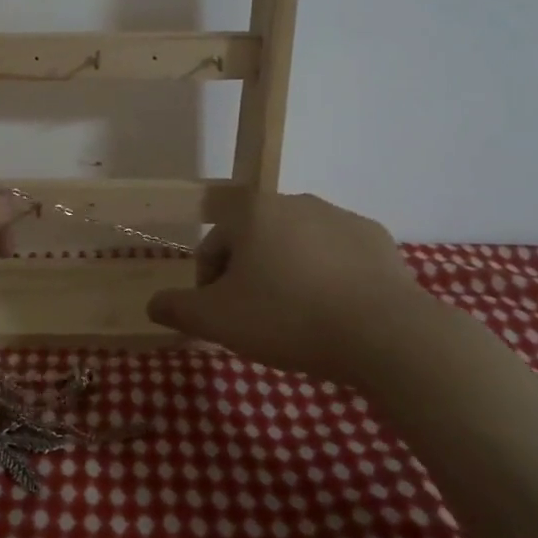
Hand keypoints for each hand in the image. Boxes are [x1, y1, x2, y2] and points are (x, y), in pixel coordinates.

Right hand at [147, 193, 435, 379]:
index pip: (213, 245)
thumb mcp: (217, 321)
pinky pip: (338, 258)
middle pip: (254, 242)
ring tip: (297, 321)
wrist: (386, 335)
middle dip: (248, 278)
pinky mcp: (378, 240)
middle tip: (256, 322)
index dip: (207, 284)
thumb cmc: (288, 318)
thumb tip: (152, 304)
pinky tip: (335, 314)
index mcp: (253, 211)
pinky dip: (328, 279)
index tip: (221, 318)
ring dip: (287, 276)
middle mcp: (296, 201)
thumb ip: (177, 308)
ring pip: (297, 248)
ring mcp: (341, 217)